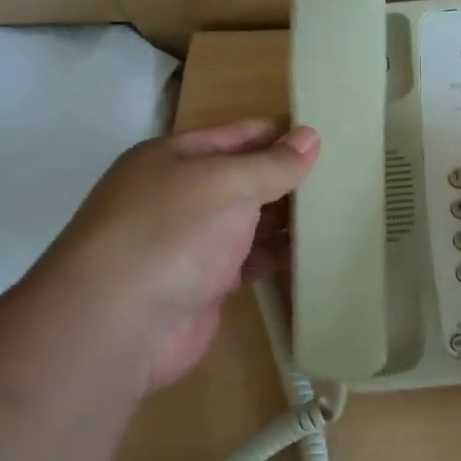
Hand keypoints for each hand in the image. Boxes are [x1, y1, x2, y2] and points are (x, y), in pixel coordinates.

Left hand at [24, 119, 318, 392]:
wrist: (117, 325)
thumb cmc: (172, 232)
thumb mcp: (228, 183)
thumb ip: (273, 163)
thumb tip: (310, 137)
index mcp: (172, 159)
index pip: (235, 135)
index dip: (278, 134)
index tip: (326, 136)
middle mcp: (178, 196)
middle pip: (243, 178)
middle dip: (287, 177)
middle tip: (343, 175)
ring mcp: (189, 242)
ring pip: (249, 221)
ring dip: (287, 218)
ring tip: (341, 209)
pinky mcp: (204, 284)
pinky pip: (250, 260)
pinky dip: (278, 255)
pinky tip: (316, 251)